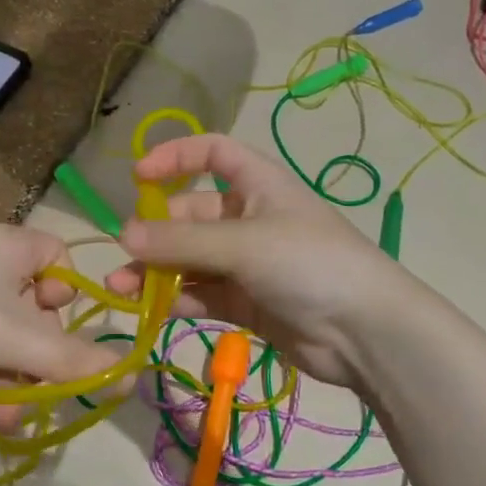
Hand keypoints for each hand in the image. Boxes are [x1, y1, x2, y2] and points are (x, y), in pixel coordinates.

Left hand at [0, 225, 119, 424]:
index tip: (63, 331)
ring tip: (3, 419)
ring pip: (3, 344)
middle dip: (38, 363)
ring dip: (12, 384)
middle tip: (37, 395)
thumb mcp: (16, 337)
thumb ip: (76, 360)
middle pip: (34, 314)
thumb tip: (133, 377)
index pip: (60, 260)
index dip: (70, 297)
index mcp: (10, 245)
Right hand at [105, 134, 413, 389]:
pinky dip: (176, 298)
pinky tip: (151, 310)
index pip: (212, 153)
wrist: (365, 332)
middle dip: (156, 231)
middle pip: (191, 213)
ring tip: (121, 288)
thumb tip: (123, 236)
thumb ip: (181, 241)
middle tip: (126, 253)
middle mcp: (250, 217)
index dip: (175, 157)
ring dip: (157, 271)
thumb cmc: (308, 263)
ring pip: (191, 259)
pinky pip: (201, 292)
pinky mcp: (246, 302)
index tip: (138, 177)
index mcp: (258, 184)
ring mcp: (248, 262)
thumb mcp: (242, 243)